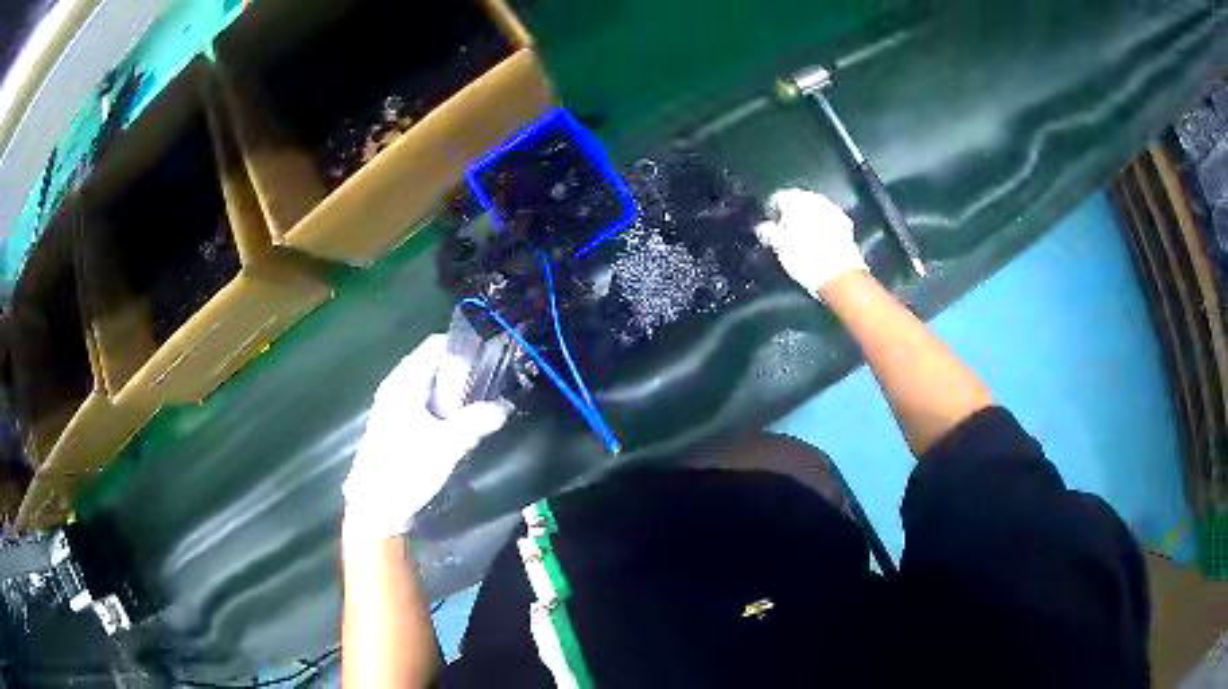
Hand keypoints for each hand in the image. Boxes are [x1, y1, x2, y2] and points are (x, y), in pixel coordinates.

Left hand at [343, 334, 510, 540]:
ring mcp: (393, 406)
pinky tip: (457, 431)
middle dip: (462, 375)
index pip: (435, 345)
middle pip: (434, 365)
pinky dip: (442, 410)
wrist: (376, 506)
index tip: (490, 361)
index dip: (463, 348)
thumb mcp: (447, 445)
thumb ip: (476, 422)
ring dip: (454, 396)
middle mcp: (396, 387)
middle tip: (489, 391)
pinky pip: (424, 405)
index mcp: (404, 382)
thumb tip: (504, 407)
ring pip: (430, 387)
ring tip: (478, 412)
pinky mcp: (395, 426)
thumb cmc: (406, 469)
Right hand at [755, 188, 867, 296]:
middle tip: (783, 230)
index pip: (779, 197)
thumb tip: (762, 227)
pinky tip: (817, 239)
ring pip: (814, 210)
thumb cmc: (806, 259)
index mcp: (798, 201)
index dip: (771, 210)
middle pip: (799, 201)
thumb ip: (769, 232)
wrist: (841, 275)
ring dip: (807, 219)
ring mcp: (833, 211)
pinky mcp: (845, 225)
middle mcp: (816, 200)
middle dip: (791, 213)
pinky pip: (828, 220)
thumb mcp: (780, 247)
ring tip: (800, 236)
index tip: (769, 222)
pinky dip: (821, 226)